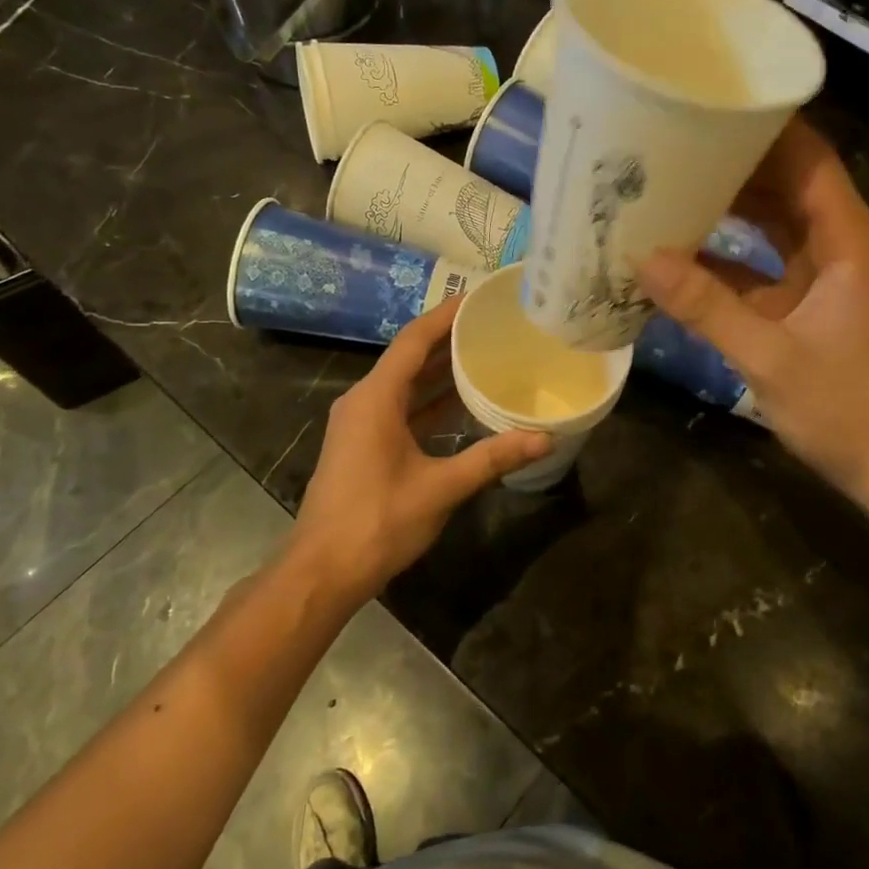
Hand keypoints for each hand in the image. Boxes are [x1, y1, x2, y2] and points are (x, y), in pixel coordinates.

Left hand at [292, 298, 551, 600]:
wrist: (323, 571)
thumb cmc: (377, 522)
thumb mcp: (440, 488)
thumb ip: (491, 458)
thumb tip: (545, 438)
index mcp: (376, 398)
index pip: (413, 341)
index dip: (445, 315)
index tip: (479, 297)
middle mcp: (364, 401)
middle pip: (410, 357)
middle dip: (449, 339)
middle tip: (493, 324)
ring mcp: (361, 424)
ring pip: (406, 385)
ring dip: (441, 372)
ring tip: (486, 354)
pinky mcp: (365, 445)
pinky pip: (402, 409)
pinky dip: (431, 402)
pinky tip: (464, 404)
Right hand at [638, 117, 868, 506]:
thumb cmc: (846, 406)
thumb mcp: (768, 356)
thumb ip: (706, 307)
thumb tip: (643, 259)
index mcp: (846, 239)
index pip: (806, 157)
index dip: (760, 127)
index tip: (706, 105)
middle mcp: (839, 243)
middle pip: (786, 181)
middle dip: (731, 161)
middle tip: (668, 144)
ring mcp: (825, 273)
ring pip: (773, 220)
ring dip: (727, 205)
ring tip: (666, 184)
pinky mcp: (810, 301)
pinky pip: (764, 261)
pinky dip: (727, 254)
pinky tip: (680, 251)